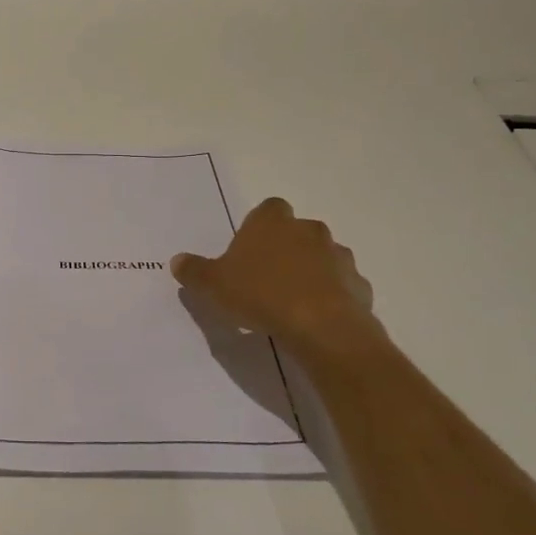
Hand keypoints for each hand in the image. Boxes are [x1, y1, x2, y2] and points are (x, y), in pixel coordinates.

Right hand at [171, 198, 379, 346]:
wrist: (320, 326)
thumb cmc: (260, 294)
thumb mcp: (213, 284)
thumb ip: (194, 271)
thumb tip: (177, 260)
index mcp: (272, 222)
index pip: (268, 209)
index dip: (259, 227)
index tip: (248, 251)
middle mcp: (309, 230)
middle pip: (296, 232)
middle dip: (284, 250)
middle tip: (265, 278)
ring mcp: (338, 256)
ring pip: (321, 257)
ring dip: (309, 272)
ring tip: (290, 302)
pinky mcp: (358, 284)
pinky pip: (340, 285)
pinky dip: (330, 296)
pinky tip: (314, 318)